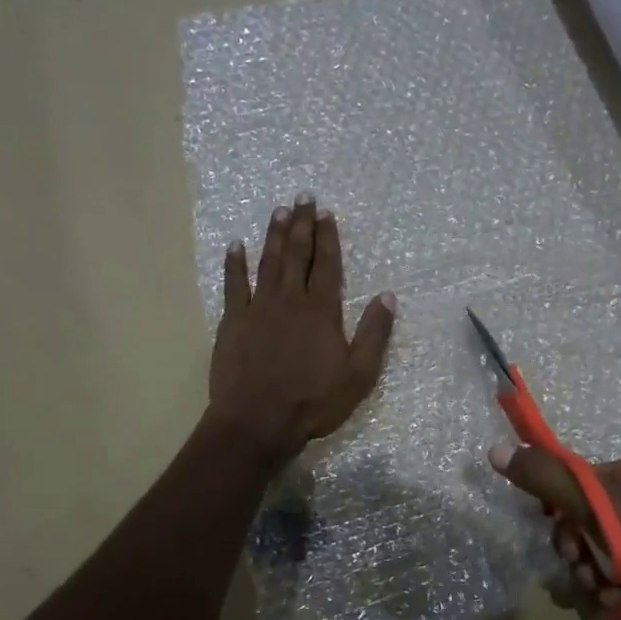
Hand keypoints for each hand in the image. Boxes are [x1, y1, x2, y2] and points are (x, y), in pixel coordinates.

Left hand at [208, 196, 395, 462]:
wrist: (257, 421)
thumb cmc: (312, 403)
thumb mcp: (358, 375)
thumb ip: (374, 334)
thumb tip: (388, 296)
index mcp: (321, 311)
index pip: (327, 265)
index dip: (328, 237)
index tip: (327, 214)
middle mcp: (290, 300)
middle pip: (297, 254)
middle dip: (302, 224)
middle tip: (303, 197)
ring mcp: (258, 308)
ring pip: (268, 261)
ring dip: (274, 235)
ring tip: (279, 211)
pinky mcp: (233, 321)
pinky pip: (234, 284)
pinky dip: (234, 263)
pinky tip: (235, 245)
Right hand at [489, 445, 620, 619]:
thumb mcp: (598, 506)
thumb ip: (546, 478)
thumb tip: (496, 450)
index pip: (587, 477)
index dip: (563, 500)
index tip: (552, 521)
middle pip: (587, 515)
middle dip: (576, 543)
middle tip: (577, 559)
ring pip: (595, 550)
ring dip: (587, 570)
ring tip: (598, 586)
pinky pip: (611, 575)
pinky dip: (605, 589)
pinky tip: (614, 602)